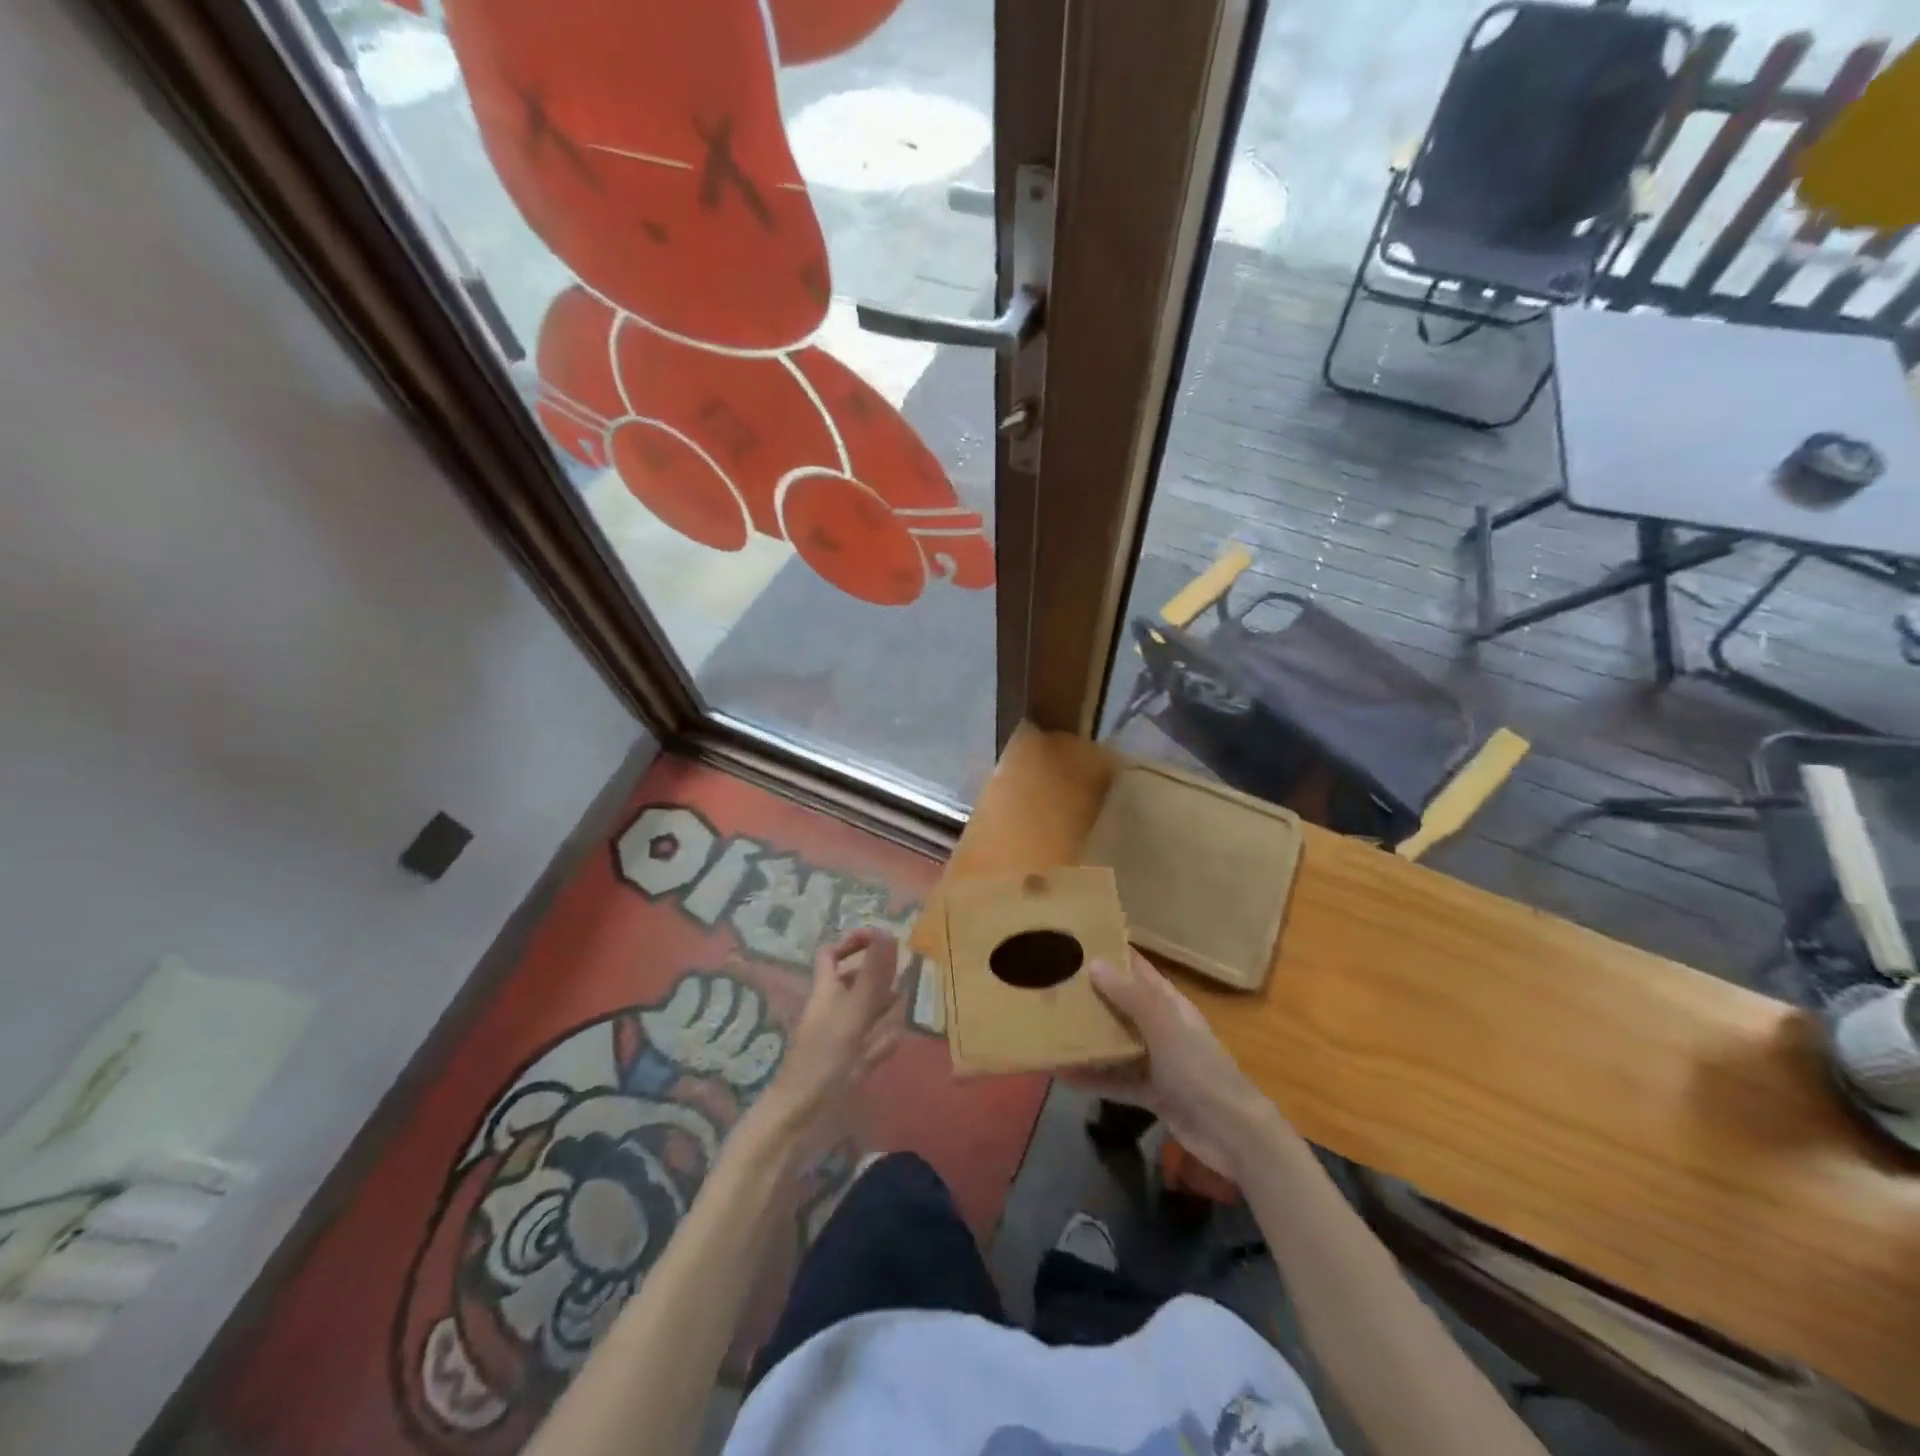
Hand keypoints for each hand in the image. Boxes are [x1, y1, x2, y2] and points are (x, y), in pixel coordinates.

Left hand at [755, 928, 903, 1144]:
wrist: (800, 1121)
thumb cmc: (822, 1061)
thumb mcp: (851, 1013)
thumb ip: (872, 975)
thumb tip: (887, 930)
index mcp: (828, 991)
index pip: (833, 954)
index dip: (854, 941)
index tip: (884, 939)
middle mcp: (835, 1010)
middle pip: (857, 982)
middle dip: (881, 974)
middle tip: (912, 969)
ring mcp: (843, 1039)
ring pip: (868, 1012)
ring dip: (887, 1004)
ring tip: (913, 996)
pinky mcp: (852, 1065)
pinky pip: (872, 1043)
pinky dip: (885, 1038)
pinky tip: (899, 1036)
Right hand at [1068, 950, 1278, 1180]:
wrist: (1232, 1134)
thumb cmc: (1198, 1069)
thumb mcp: (1164, 1026)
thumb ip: (1130, 996)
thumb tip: (1094, 961)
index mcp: (1168, 1003)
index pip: (1136, 968)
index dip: (1110, 953)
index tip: (1073, 941)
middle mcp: (1161, 1026)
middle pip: (1121, 1003)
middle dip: (1090, 994)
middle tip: (1049, 982)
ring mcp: (1156, 1061)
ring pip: (1116, 1042)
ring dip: (1088, 1036)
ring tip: (1049, 1025)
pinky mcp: (1151, 1093)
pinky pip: (1115, 1079)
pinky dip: (1092, 1077)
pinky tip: (1061, 1074)